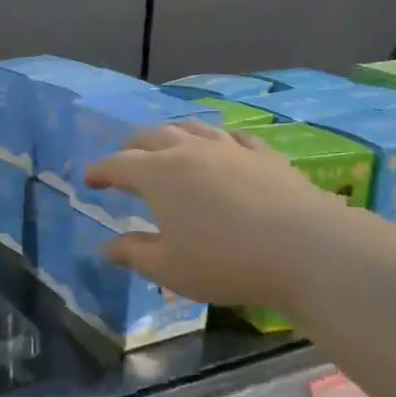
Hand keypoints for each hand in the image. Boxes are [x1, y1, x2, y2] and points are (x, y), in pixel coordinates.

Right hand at [84, 122, 323, 306]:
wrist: (305, 248)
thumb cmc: (225, 261)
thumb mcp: (169, 268)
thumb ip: (133, 254)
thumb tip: (105, 247)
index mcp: (158, 174)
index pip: (118, 164)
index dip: (100, 171)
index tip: (89, 180)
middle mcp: (188, 150)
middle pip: (150, 136)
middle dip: (131, 148)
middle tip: (124, 163)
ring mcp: (229, 147)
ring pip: (190, 128)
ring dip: (170, 134)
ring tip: (165, 145)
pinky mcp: (263, 154)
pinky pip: (232, 136)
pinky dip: (215, 139)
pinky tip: (221, 147)